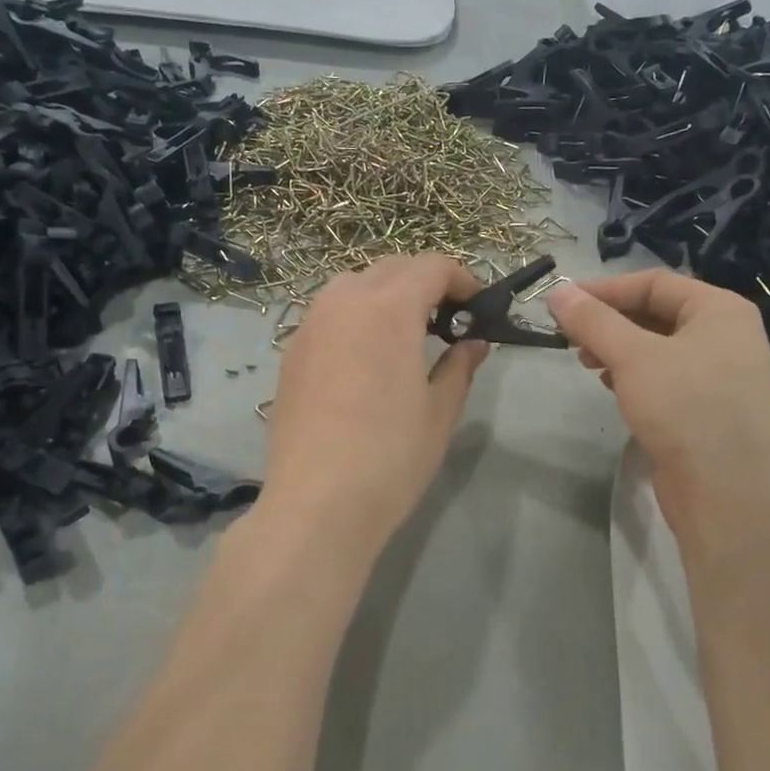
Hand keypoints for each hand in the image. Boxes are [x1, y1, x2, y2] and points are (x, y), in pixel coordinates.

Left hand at [260, 255, 488, 554]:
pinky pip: (328, 314)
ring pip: (353, 286)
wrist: (317, 503)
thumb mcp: (439, 412)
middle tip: (448, 321)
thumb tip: (475, 342)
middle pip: (391, 269)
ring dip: (386, 295)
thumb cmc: (390, 457)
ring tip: (406, 335)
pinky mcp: (291, 353)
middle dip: (425, 283)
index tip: (478, 308)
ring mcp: (310, 326)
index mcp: (388, 308)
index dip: (462, 280)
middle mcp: (344, 302)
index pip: (431, 267)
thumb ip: (459, 366)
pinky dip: (355, 317)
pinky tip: (366, 358)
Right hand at [547, 270, 769, 545]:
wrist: (730, 493)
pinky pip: (665, 378)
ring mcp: (720, 375)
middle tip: (572, 339)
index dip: (605, 290)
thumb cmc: (686, 408)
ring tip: (588, 364)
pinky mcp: (707, 410)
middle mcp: (726, 336)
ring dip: (619, 350)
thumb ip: (593, 322)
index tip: (563, 305)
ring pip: (659, 348)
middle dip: (610, 322)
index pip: (655, 282)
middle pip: (657, 313)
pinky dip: (635, 376)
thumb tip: (557, 293)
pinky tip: (613, 388)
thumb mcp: (633, 357)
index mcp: (720, 310)